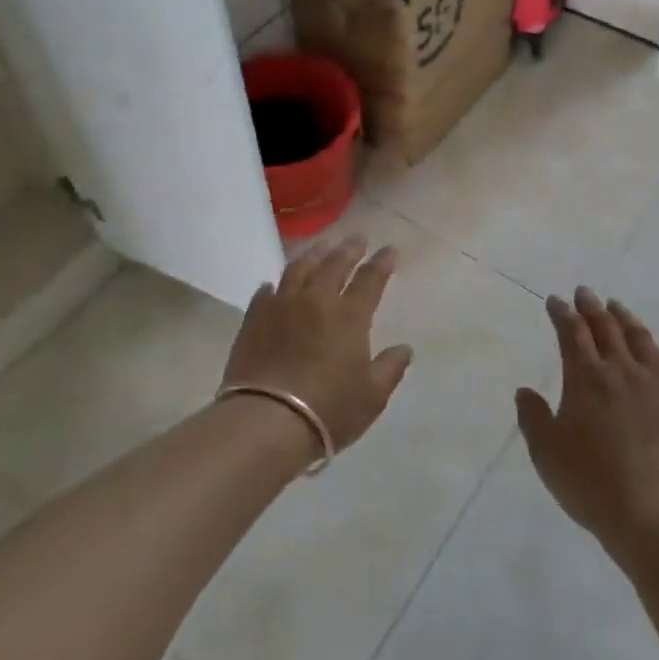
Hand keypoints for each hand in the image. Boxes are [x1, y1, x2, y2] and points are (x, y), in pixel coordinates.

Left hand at [222, 237, 412, 457]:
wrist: (266, 421)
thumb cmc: (328, 410)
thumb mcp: (372, 397)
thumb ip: (390, 368)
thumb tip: (404, 349)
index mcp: (349, 316)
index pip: (370, 279)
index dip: (382, 262)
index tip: (390, 249)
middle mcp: (316, 301)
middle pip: (334, 264)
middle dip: (349, 249)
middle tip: (357, 238)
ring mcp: (281, 306)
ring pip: (298, 269)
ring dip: (313, 255)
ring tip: (320, 248)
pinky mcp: (253, 320)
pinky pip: (265, 293)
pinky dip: (275, 285)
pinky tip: (275, 285)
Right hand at [516, 289, 658, 554]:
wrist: (654, 512)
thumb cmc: (591, 483)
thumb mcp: (546, 453)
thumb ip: (532, 417)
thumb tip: (525, 391)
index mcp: (585, 377)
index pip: (571, 332)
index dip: (561, 313)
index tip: (555, 301)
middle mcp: (619, 369)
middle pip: (604, 326)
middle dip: (590, 306)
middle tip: (583, 293)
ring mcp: (653, 382)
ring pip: (637, 336)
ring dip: (622, 316)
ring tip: (615, 306)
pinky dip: (649, 342)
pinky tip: (648, 343)